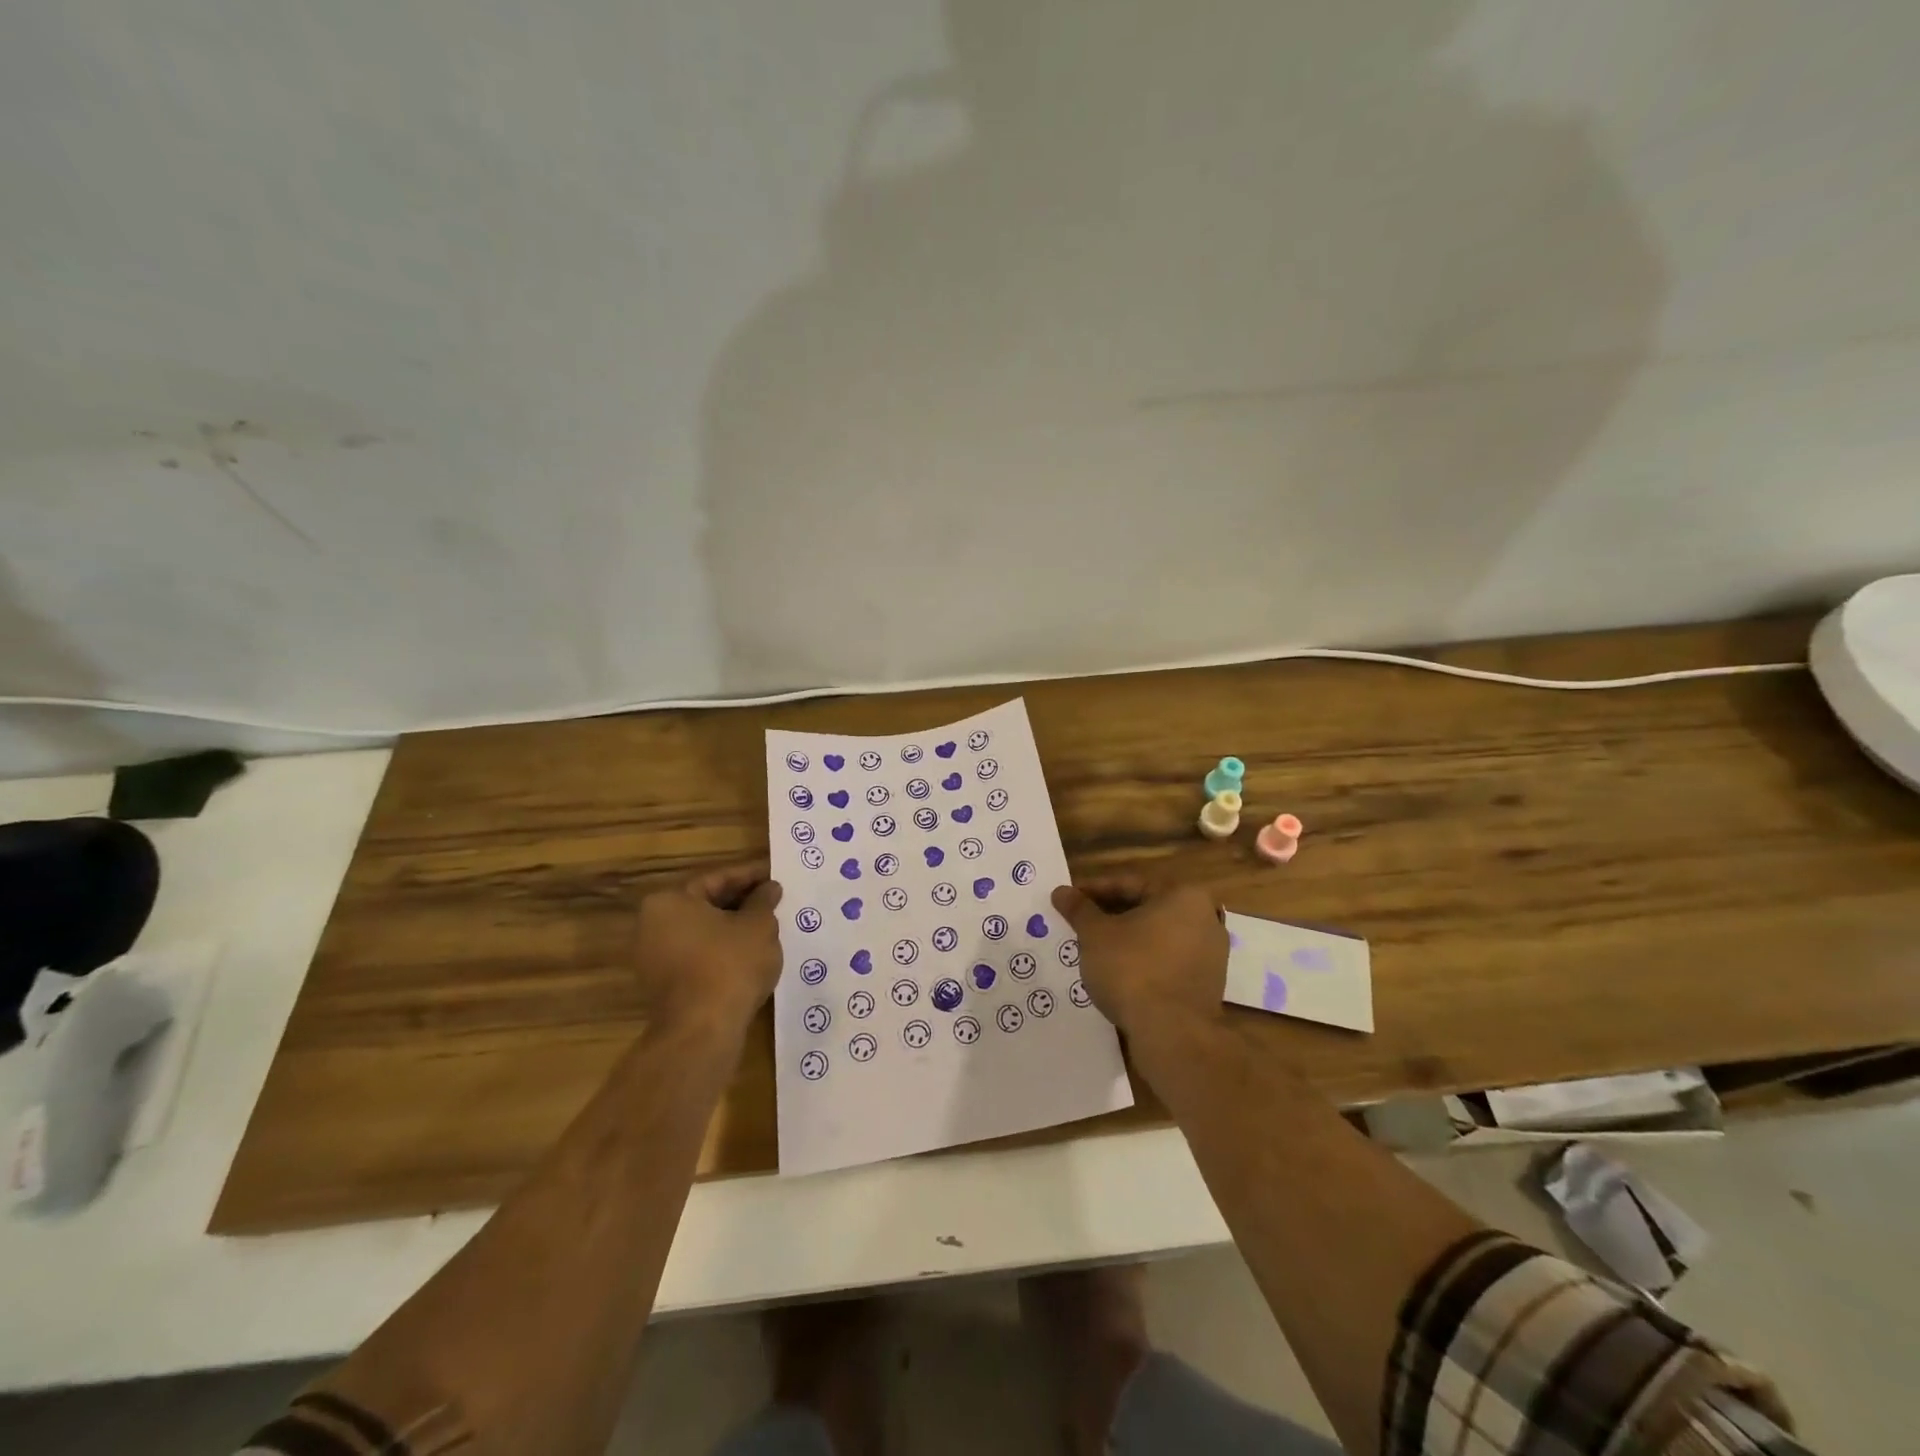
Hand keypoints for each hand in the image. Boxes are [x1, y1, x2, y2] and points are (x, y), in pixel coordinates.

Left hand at [631, 862, 783, 1038]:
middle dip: (742, 901)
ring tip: (769, 924)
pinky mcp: (663, 986)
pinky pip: (699, 955)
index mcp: (669, 901)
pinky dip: (723, 950)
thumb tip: (770, 887)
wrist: (702, 1031)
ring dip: (734, 927)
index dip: (751, 875)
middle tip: (775, 898)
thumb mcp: (758, 925)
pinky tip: (752, 953)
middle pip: (706, 904)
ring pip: (703, 932)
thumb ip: (764, 901)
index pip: (717, 878)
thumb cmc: (730, 965)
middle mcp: (652, 925)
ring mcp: (653, 958)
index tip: (776, 874)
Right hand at [1050, 877, 1227, 1044]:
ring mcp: (1211, 953)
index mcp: (1183, 895)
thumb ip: (1079, 909)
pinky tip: (1118, 972)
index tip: (1069, 899)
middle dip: (1111, 914)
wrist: (1172, 1034)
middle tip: (1079, 922)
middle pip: (1147, 908)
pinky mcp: (1208, 983)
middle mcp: (1205, 918)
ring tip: (1094, 948)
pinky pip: (1168, 960)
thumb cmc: (1132, 969)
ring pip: (1158, 936)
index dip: (1094, 890)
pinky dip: (1144, 960)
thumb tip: (1060, 892)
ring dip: (1127, 938)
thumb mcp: (1096, 934)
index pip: (1130, 884)